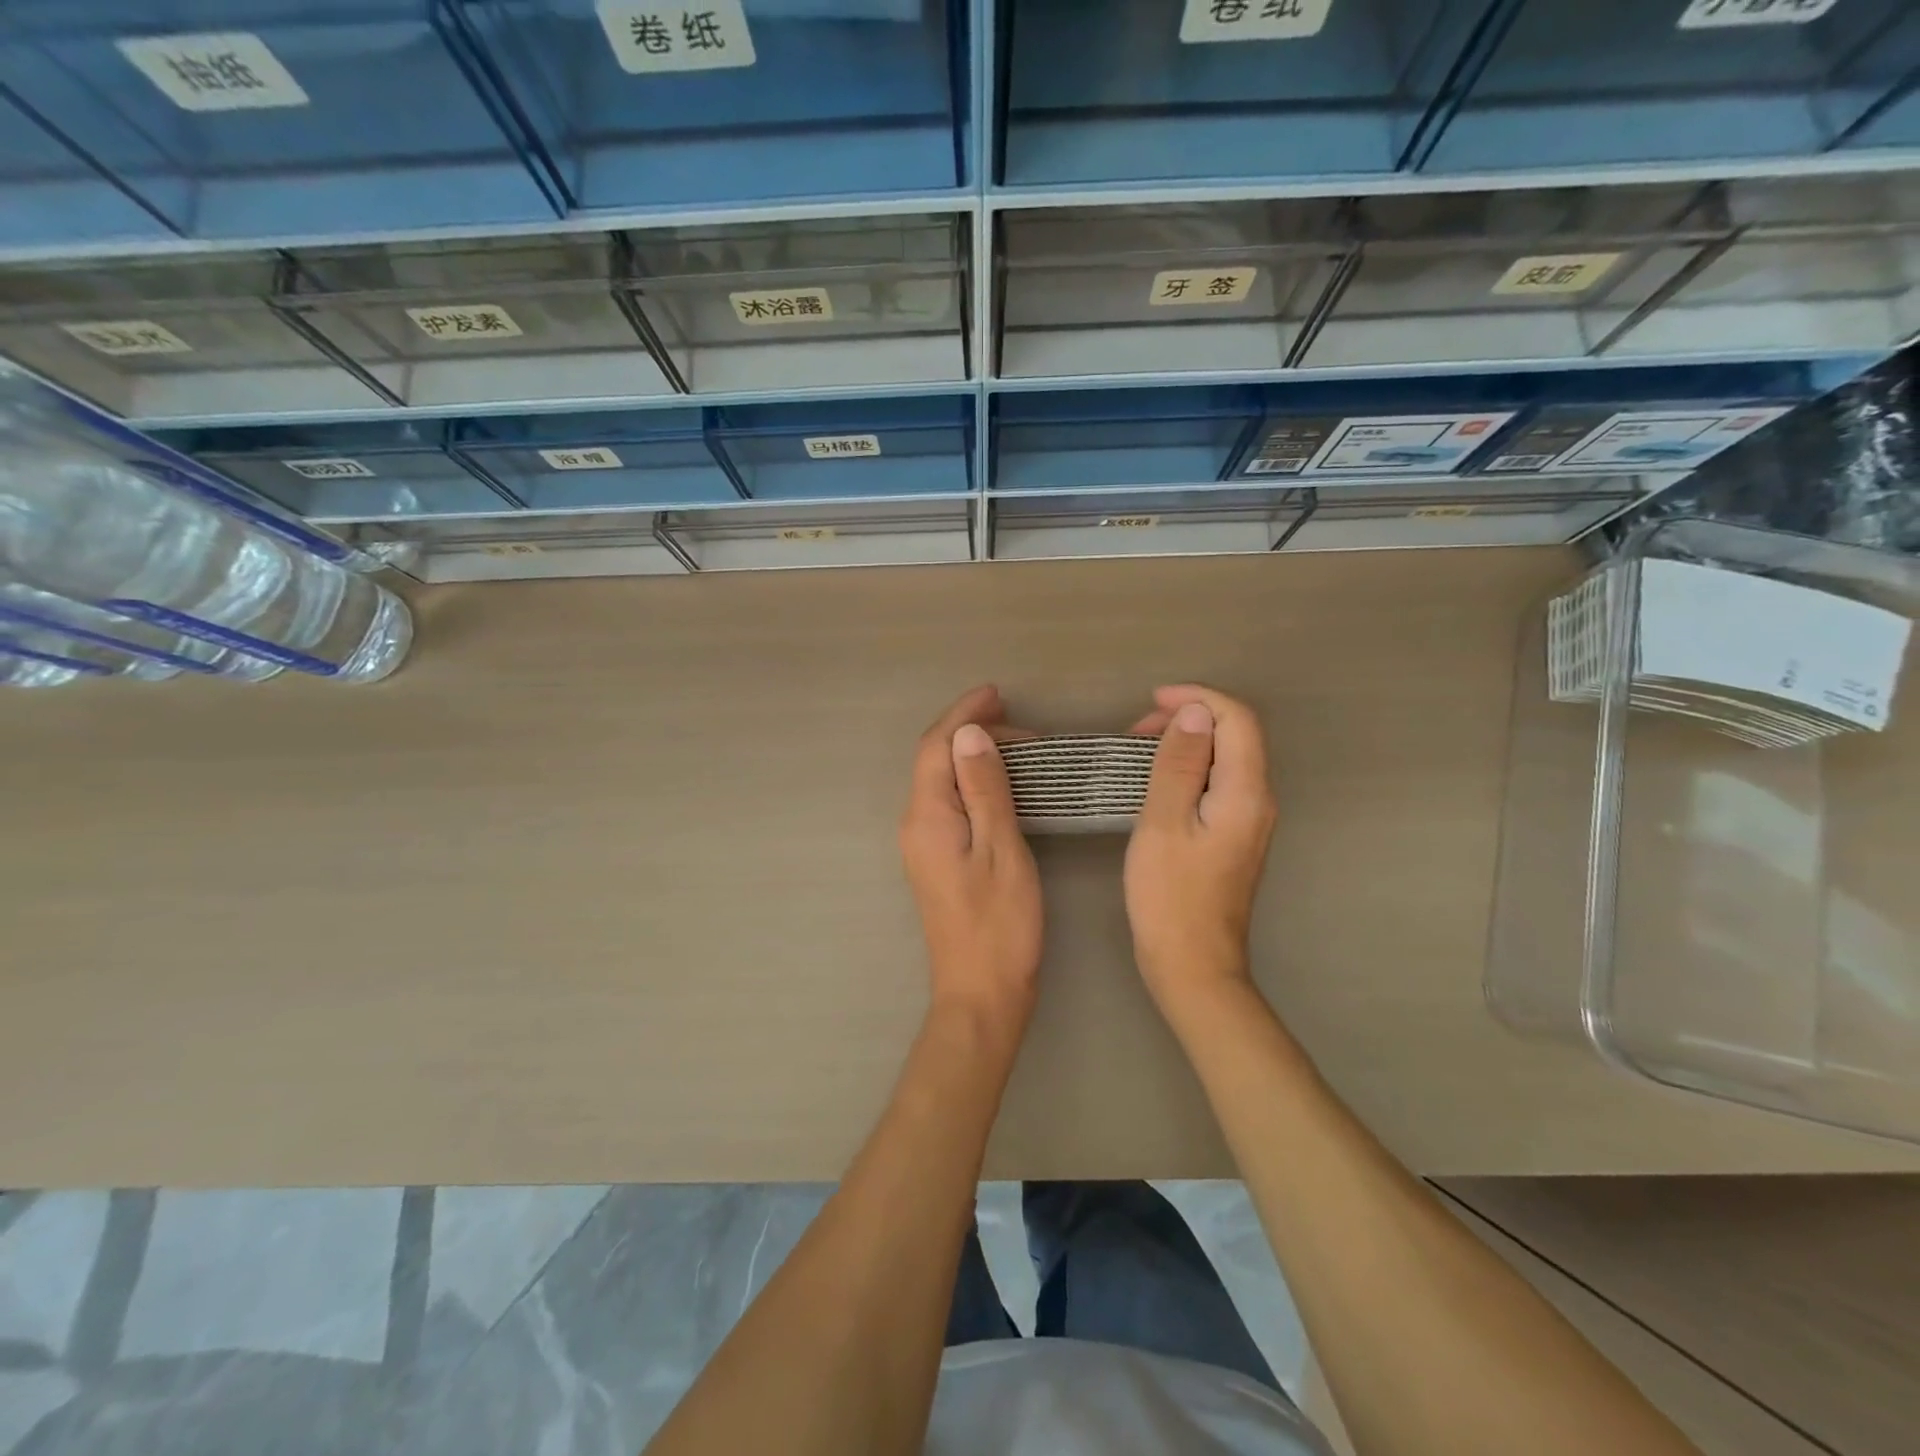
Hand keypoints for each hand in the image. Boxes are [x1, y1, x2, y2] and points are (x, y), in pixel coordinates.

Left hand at [899, 685, 1042, 1033]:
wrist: (981, 994)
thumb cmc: (999, 924)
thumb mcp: (1001, 849)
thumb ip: (984, 789)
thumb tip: (970, 735)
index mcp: (927, 816)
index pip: (935, 747)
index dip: (963, 715)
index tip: (997, 693)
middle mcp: (915, 824)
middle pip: (934, 760)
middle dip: (972, 733)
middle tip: (1024, 728)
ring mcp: (923, 843)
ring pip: (942, 781)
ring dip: (974, 756)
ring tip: (1020, 748)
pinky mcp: (937, 859)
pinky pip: (949, 802)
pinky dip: (974, 782)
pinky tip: (1002, 785)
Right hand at [1123, 684, 1276, 1009]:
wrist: (1192, 964)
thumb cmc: (1170, 894)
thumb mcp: (1164, 822)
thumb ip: (1180, 763)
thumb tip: (1195, 712)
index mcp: (1245, 792)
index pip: (1237, 720)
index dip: (1198, 699)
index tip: (1151, 701)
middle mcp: (1258, 800)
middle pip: (1235, 736)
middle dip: (1189, 718)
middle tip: (1136, 730)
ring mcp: (1248, 821)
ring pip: (1225, 759)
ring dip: (1186, 743)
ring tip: (1139, 750)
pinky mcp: (1234, 837)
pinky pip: (1217, 784)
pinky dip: (1188, 769)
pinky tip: (1156, 782)